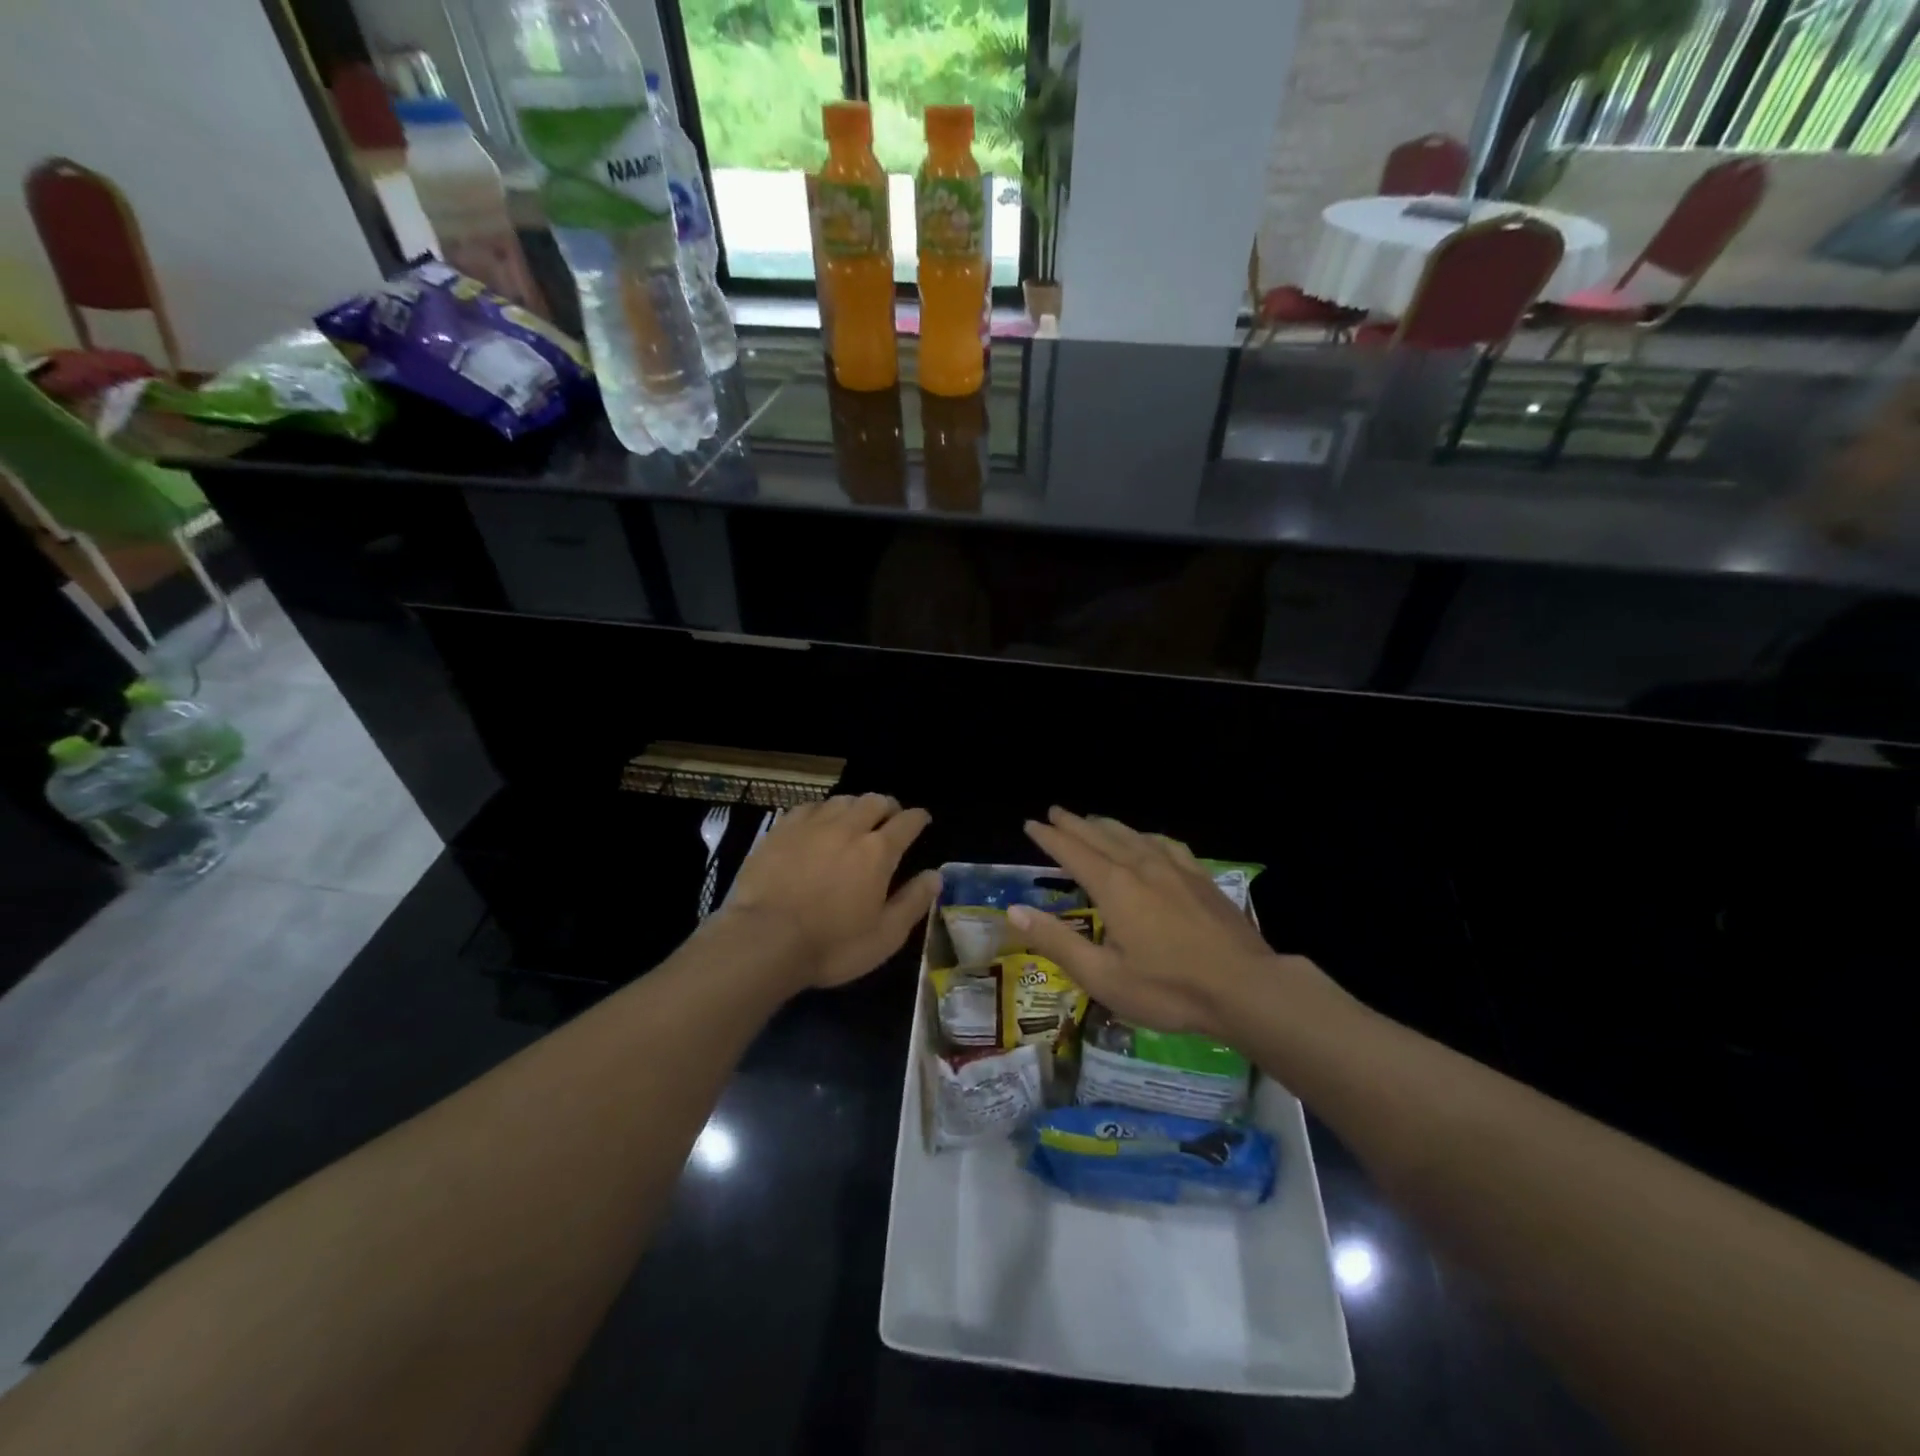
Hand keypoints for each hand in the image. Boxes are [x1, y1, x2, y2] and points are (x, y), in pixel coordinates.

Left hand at [720, 794, 940, 990]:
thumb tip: (935, 875)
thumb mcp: (885, 936)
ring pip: (842, 800)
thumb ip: (913, 902)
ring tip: (855, 820)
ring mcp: (811, 825)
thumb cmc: (831, 945)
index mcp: (878, 851)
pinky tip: (817, 824)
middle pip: (875, 801)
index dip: (918, 818)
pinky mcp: (781, 830)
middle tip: (889, 819)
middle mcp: (848, 827)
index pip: (907, 822)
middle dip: (888, 807)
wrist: (763, 940)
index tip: (922, 820)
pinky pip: (808, 807)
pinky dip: (821, 811)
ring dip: (855, 807)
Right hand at [1010, 807, 1340, 1042]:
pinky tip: (1148, 840)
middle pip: (1100, 836)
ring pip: (1133, 835)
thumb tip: (1013, 911)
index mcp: (1113, 887)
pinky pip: (1165, 844)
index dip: (1049, 837)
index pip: (1072, 852)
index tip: (1031, 823)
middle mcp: (1140, 866)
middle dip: (1074, 823)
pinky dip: (1146, 836)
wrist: (1247, 989)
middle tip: (1055, 811)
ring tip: (1092, 819)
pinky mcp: (1201, 878)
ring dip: (1107, 825)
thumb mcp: (1103, 976)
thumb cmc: (1168, 989)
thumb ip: (1056, 941)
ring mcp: (1175, 869)